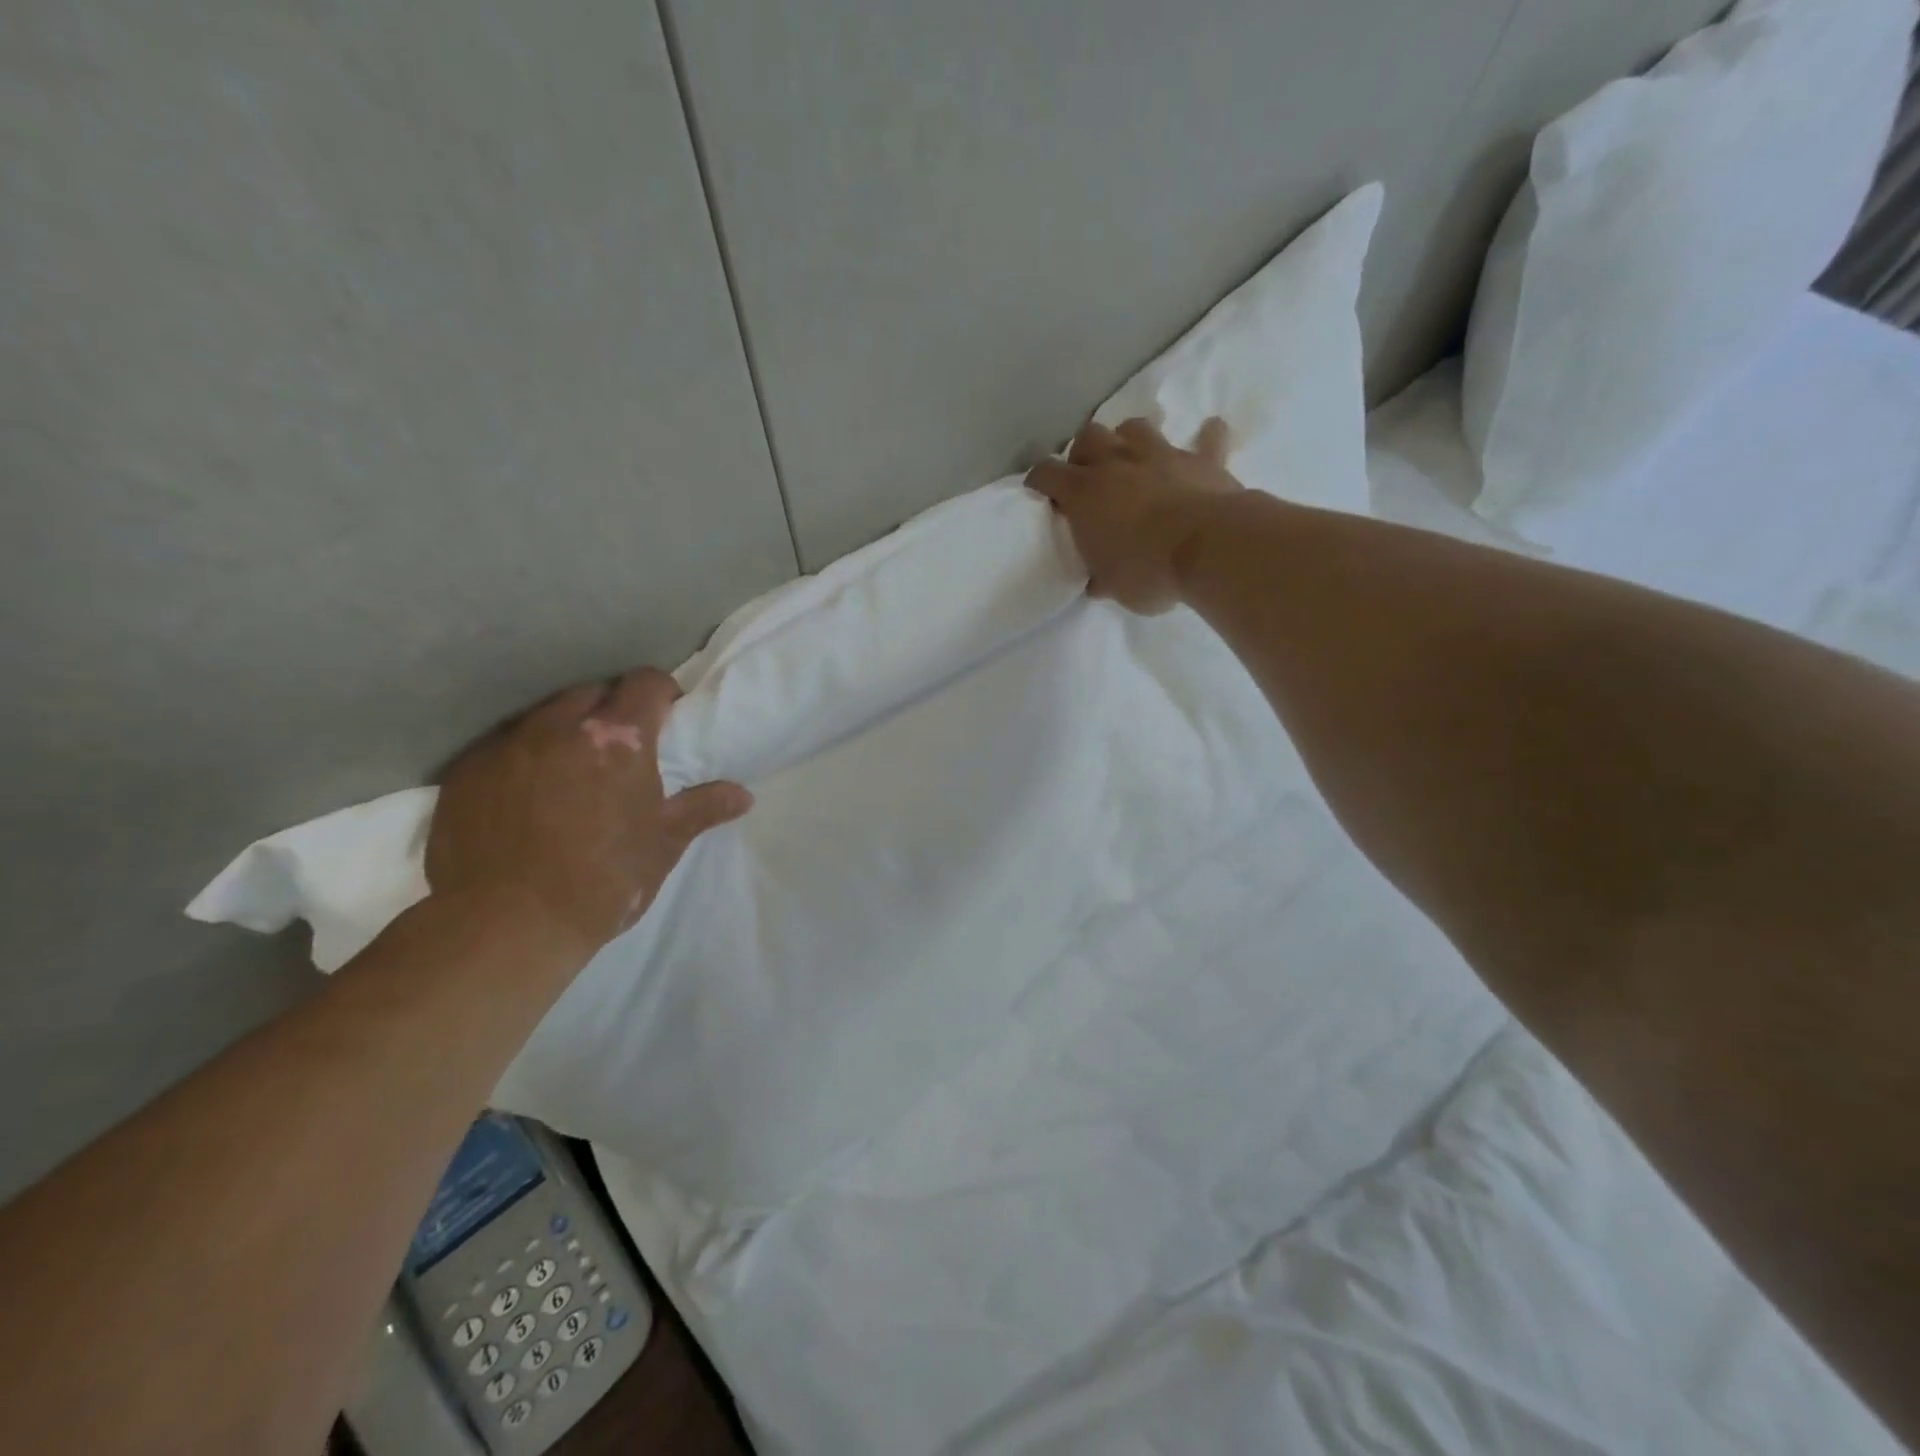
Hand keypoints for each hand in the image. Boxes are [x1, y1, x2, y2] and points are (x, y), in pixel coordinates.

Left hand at [426, 669, 751, 958]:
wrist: (507, 925)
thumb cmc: (604, 880)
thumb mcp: (663, 844)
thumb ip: (703, 809)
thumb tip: (743, 795)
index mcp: (619, 738)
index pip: (645, 682)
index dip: (661, 693)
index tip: (666, 717)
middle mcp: (560, 726)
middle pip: (593, 692)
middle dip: (611, 709)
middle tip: (620, 749)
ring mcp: (507, 746)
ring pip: (544, 716)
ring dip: (564, 731)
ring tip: (570, 770)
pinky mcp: (466, 771)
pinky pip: (502, 746)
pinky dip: (522, 758)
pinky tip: (525, 795)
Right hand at [1026, 416, 1241, 613]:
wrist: (1208, 549)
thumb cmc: (1148, 571)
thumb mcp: (1114, 587)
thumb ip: (1102, 577)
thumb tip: (1098, 583)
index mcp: (1084, 493)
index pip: (1047, 473)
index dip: (1039, 480)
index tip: (1040, 491)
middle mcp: (1117, 463)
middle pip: (1089, 436)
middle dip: (1084, 452)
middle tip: (1088, 475)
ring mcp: (1161, 455)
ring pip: (1135, 427)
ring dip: (1130, 438)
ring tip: (1133, 458)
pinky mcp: (1202, 459)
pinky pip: (1208, 438)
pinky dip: (1207, 437)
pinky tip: (1208, 436)